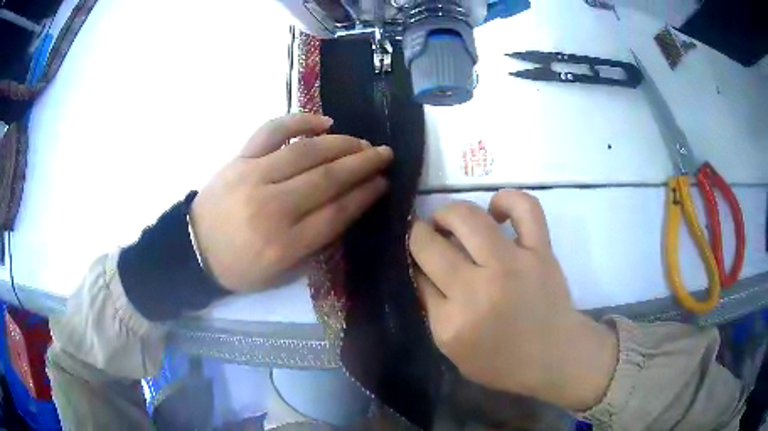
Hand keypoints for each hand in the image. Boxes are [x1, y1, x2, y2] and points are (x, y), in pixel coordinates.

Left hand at [190, 113, 392, 291]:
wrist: (193, 249)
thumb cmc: (238, 267)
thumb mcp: (280, 273)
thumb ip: (314, 245)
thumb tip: (345, 207)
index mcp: (284, 245)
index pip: (336, 214)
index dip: (365, 196)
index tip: (383, 183)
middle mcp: (271, 208)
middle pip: (327, 179)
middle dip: (363, 165)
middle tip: (385, 155)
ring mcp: (253, 177)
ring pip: (306, 153)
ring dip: (341, 144)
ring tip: (362, 142)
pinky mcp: (239, 159)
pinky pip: (271, 132)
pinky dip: (299, 122)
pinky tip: (323, 122)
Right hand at [409, 190, 617, 410]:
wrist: (554, 356)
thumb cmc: (501, 361)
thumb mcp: (452, 349)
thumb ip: (432, 309)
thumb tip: (419, 266)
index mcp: (453, 321)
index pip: (417, 273)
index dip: (411, 258)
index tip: (415, 255)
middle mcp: (479, 289)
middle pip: (430, 244)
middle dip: (419, 234)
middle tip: (428, 236)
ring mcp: (513, 264)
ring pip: (467, 217)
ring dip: (448, 213)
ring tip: (451, 221)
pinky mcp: (541, 251)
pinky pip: (525, 207)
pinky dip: (507, 200)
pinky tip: (495, 210)